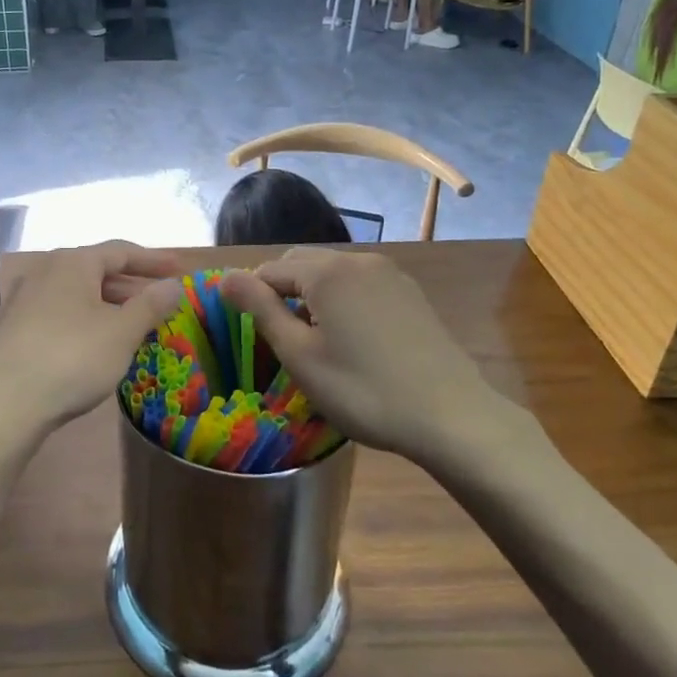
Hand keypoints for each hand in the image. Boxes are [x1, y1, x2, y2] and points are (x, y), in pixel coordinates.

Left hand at [0, 243, 183, 455]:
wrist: (2, 404)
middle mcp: (46, 272)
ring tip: (136, 325)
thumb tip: (174, 284)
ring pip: (79, 295)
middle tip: (162, 302)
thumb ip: (150, 304)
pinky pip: (62, 314)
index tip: (180, 270)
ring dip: (110, 306)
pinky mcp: (15, 329)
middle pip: (98, 271)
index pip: (121, 250)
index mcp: (73, 262)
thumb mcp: (121, 332)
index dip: (154, 260)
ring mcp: (26, 300)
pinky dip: (87, 321)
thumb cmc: (71, 358)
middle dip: (132, 286)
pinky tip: (99, 345)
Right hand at [221, 249, 548, 466]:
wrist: (451, 416)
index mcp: (326, 272)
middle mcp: (357, 260)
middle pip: (302, 264)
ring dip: (313, 296)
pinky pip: (361, 284)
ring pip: (332, 273)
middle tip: (284, 342)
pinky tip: (354, 340)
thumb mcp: (300, 356)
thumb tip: (225, 275)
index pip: (269, 270)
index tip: (256, 338)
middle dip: (283, 292)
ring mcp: (389, 274)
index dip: (253, 300)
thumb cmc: (364, 390)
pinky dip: (344, 301)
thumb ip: (260, 309)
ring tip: (318, 343)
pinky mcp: (410, 293)